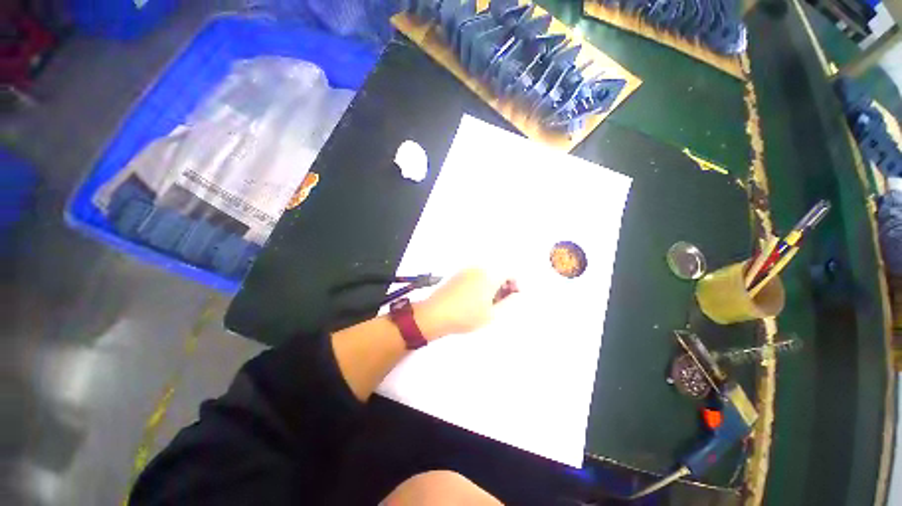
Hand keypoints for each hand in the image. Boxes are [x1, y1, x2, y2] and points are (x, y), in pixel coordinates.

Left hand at [414, 268, 516, 340]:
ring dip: (492, 283)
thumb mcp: (492, 314)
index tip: (513, 296)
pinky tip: (475, 298)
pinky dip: (480, 282)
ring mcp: (467, 269)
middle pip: (498, 271)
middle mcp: (479, 268)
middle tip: (501, 301)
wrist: (436, 314)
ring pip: (487, 273)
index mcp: (490, 275)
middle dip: (504, 284)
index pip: (510, 272)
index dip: (515, 284)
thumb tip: (517, 295)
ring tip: (488, 302)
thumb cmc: (465, 316)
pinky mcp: (458, 273)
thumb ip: (509, 303)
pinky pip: (475, 274)